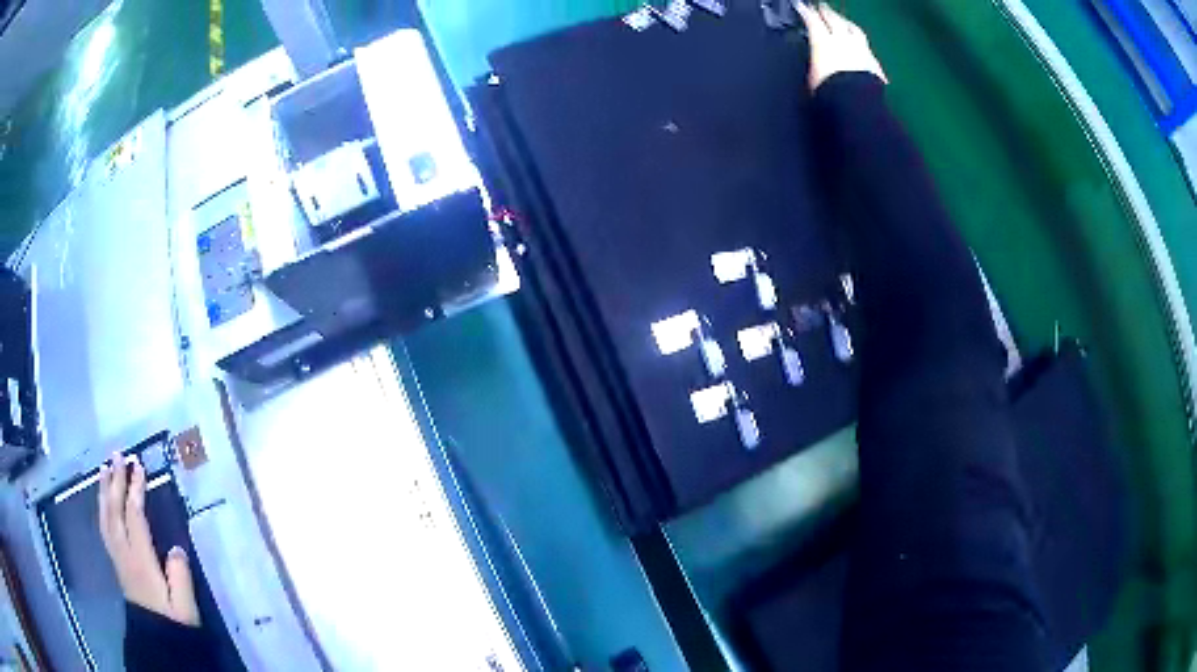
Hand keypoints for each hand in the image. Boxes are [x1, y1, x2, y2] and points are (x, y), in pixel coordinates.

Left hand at [98, 452, 199, 626]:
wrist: (156, 640)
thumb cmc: (172, 621)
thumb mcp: (183, 606)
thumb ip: (180, 576)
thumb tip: (177, 548)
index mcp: (141, 559)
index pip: (134, 517)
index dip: (135, 489)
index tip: (138, 465)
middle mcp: (124, 552)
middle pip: (115, 510)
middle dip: (115, 481)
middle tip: (117, 454)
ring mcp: (118, 556)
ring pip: (106, 516)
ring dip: (104, 490)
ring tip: (104, 468)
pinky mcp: (116, 561)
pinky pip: (104, 527)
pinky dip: (102, 508)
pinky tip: (103, 500)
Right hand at [795, 2, 887, 91]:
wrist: (857, 103)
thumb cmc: (829, 91)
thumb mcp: (811, 76)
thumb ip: (813, 61)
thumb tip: (813, 59)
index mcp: (823, 41)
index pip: (812, 21)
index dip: (806, 11)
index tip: (801, 5)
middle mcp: (843, 40)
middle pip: (834, 20)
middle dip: (826, 11)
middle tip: (821, 6)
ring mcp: (861, 50)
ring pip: (854, 29)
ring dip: (846, 22)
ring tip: (842, 19)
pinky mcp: (874, 62)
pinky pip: (866, 47)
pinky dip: (861, 42)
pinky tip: (861, 44)